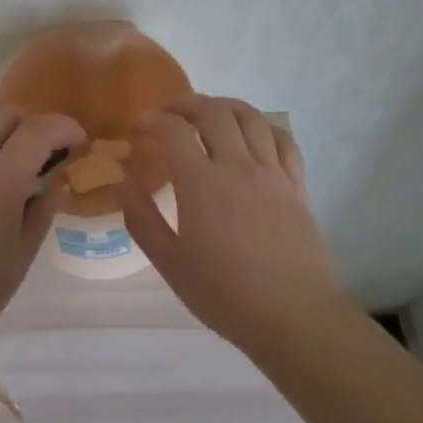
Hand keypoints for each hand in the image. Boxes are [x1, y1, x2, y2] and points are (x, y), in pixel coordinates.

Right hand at [119, 96, 354, 354]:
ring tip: (207, 115)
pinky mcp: (297, 185)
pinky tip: (251, 135)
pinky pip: (283, 139)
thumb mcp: (169, 262)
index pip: (173, 130)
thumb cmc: (224, 294)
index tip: (138, 127)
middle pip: (213, 111)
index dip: (151, 119)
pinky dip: (262, 126)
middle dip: (185, 104)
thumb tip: (126, 180)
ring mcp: (272, 172)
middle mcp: (238, 166)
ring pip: (250, 117)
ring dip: (223, 106)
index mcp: (201, 183)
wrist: (293, 317)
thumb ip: (142, 217)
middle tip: (168, 115)